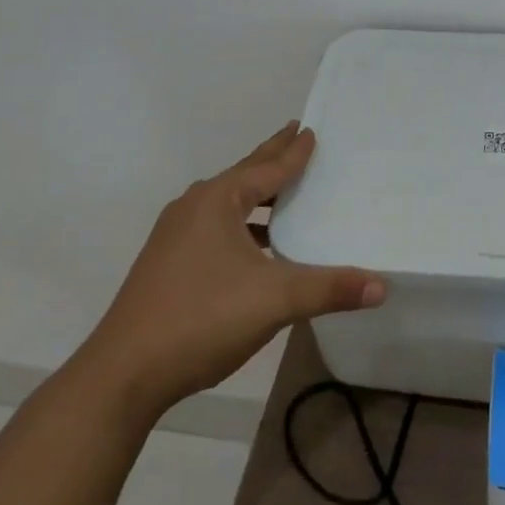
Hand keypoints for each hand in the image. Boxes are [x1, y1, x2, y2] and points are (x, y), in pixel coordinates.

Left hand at [76, 124, 384, 411]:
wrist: (123, 374)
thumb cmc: (202, 318)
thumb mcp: (275, 300)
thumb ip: (329, 289)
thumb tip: (381, 286)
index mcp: (217, 201)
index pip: (267, 168)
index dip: (293, 152)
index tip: (309, 130)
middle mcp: (194, 208)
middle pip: (243, 176)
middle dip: (270, 158)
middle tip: (294, 135)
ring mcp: (174, 236)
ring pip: (226, 205)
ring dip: (255, 196)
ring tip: (281, 192)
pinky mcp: (166, 264)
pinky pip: (214, 228)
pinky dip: (240, 226)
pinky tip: (254, 249)